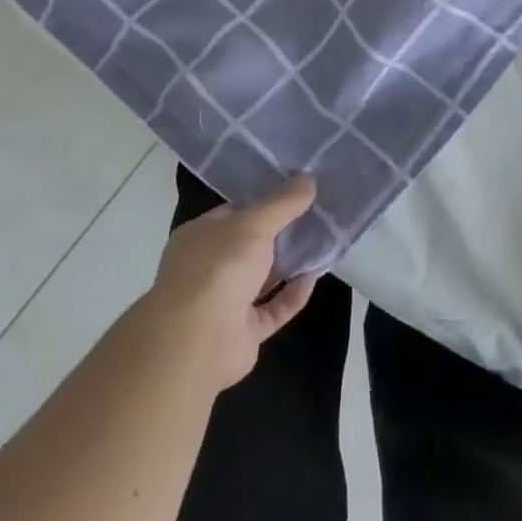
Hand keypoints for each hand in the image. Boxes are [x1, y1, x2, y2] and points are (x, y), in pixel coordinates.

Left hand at [141, 177, 318, 390]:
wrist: (198, 340)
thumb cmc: (219, 267)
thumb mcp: (254, 224)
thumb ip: (283, 203)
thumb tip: (308, 179)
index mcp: (200, 236)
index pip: (234, 212)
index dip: (264, 202)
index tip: (297, 192)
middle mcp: (209, 267)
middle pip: (250, 245)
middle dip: (281, 233)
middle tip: (317, 216)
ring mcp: (225, 302)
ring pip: (262, 278)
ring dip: (290, 264)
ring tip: (323, 243)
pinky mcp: (243, 332)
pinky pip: (273, 309)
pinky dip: (292, 295)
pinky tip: (314, 277)